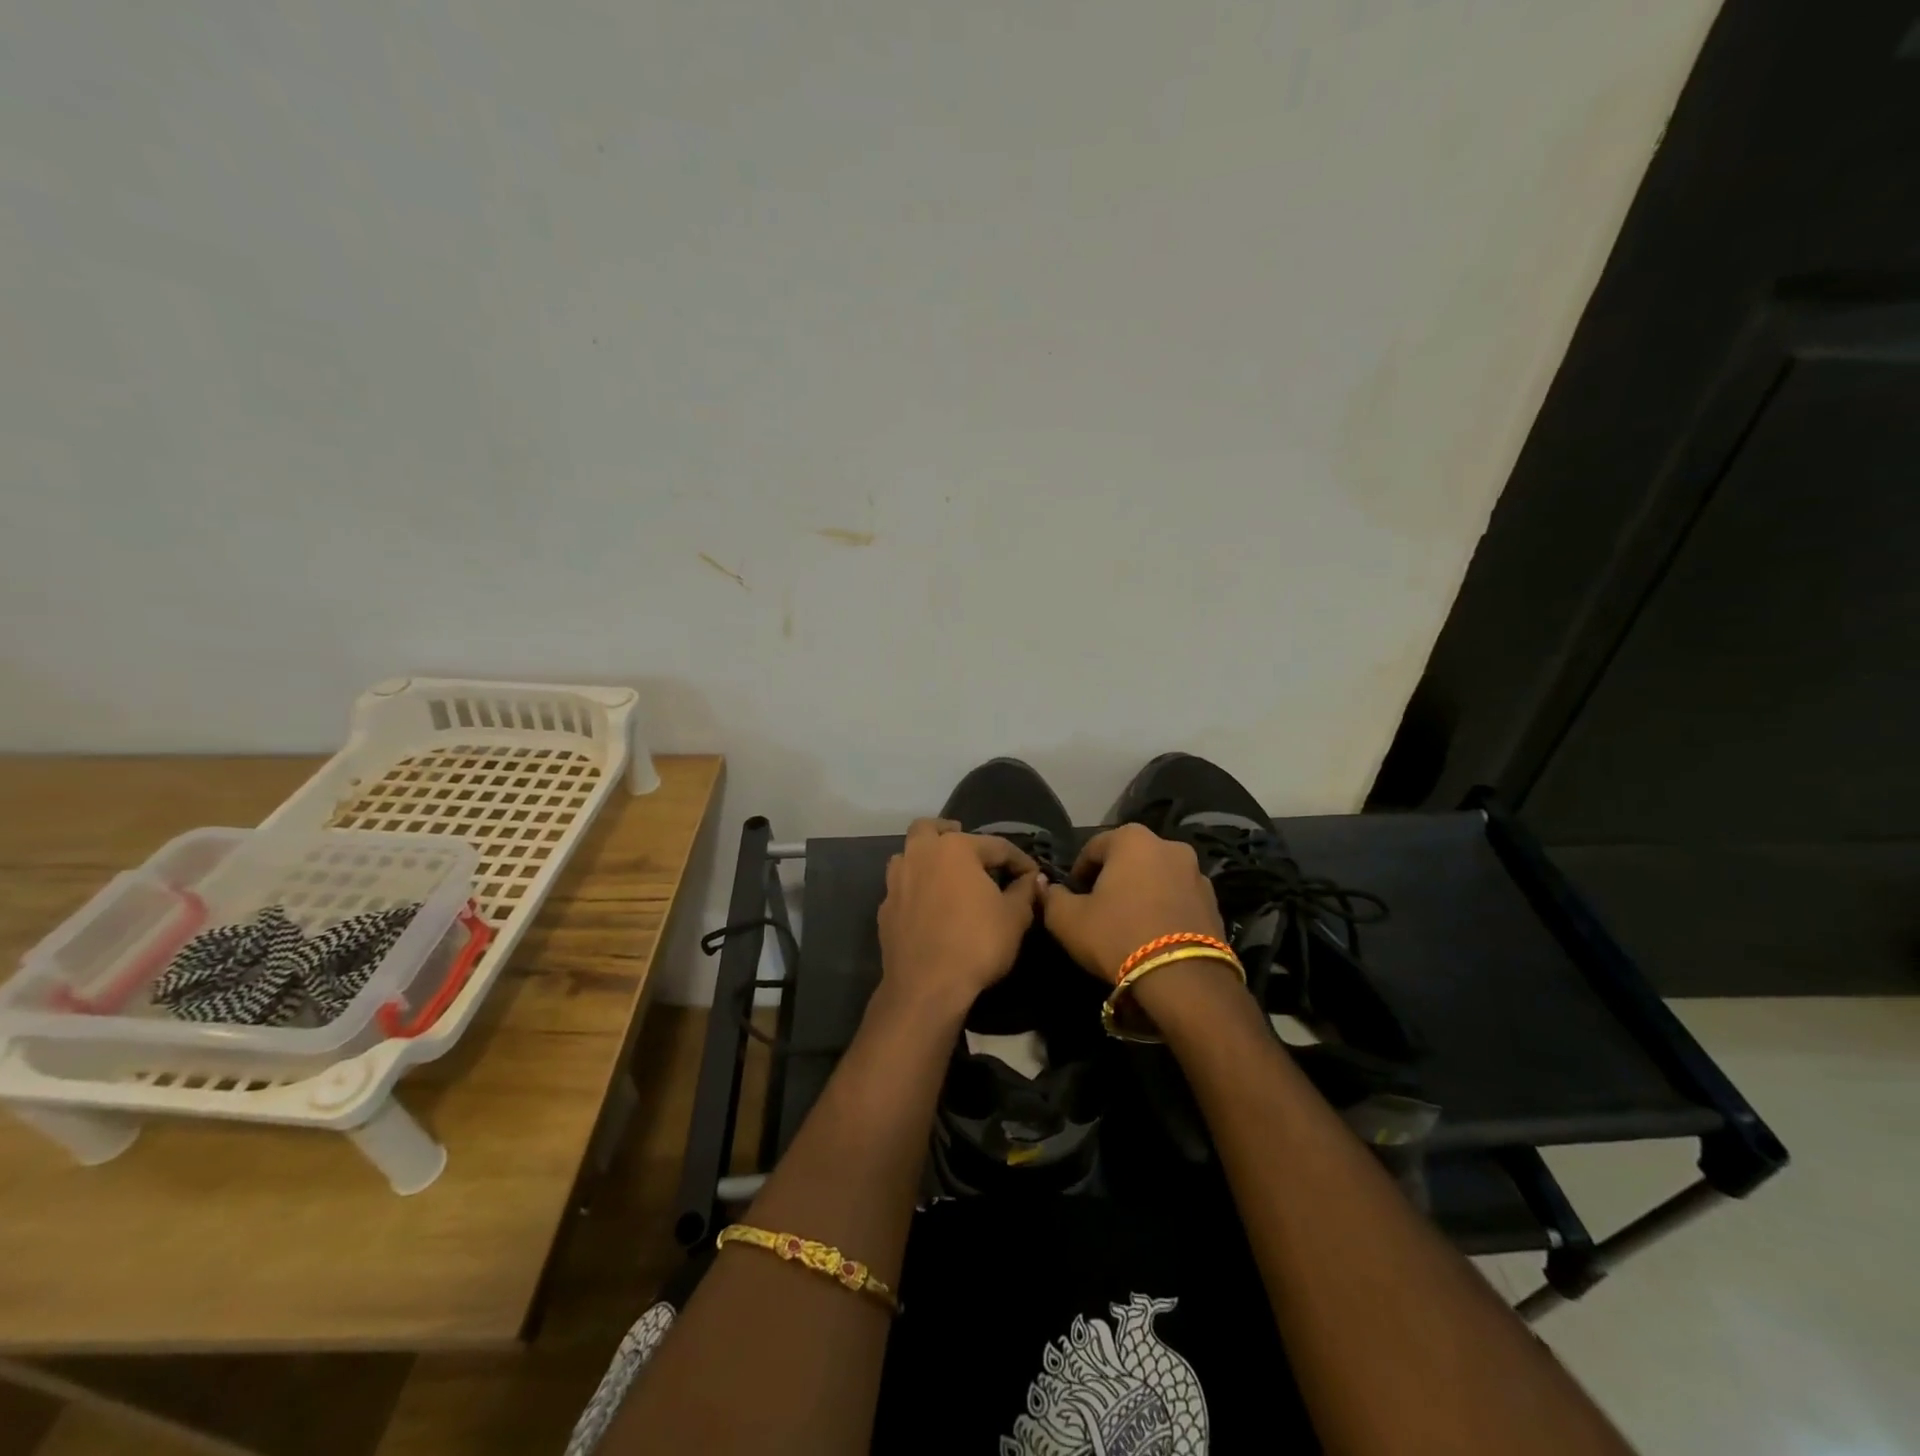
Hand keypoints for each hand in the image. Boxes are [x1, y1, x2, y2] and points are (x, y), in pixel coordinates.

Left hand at [877, 818, 1042, 1019]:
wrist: (926, 987)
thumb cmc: (977, 944)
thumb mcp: (1015, 918)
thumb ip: (1024, 891)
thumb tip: (1032, 878)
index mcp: (955, 849)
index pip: (996, 846)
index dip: (1019, 860)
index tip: (1032, 875)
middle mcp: (921, 855)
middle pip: (930, 828)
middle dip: (949, 831)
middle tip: (966, 844)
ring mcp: (897, 881)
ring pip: (908, 854)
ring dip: (925, 857)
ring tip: (944, 873)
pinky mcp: (885, 908)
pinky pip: (901, 886)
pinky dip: (915, 888)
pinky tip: (928, 905)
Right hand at [1042, 823, 1225, 982]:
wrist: (1183, 979)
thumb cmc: (1118, 936)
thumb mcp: (1068, 920)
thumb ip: (1052, 897)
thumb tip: (1047, 887)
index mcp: (1132, 839)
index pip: (1093, 849)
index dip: (1078, 874)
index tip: (1072, 899)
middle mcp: (1168, 845)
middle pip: (1128, 859)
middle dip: (1112, 879)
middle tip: (1098, 910)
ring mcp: (1197, 873)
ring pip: (1156, 878)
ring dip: (1141, 893)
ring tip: (1129, 924)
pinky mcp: (1214, 902)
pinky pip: (1178, 899)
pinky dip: (1164, 908)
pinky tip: (1154, 935)